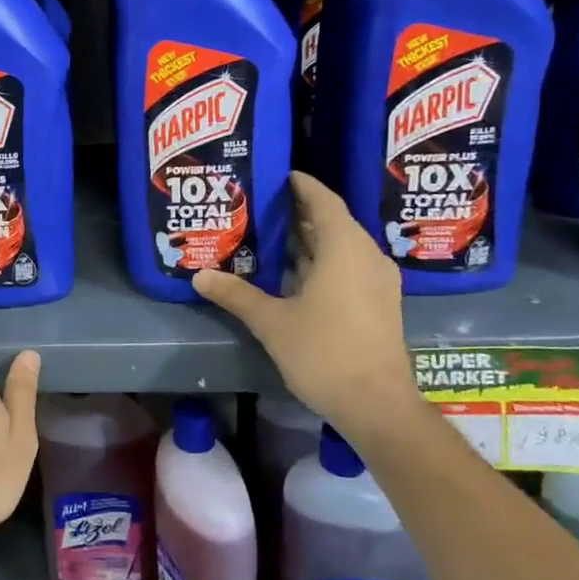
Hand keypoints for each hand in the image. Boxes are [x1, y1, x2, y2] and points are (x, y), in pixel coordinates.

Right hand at [193, 172, 417, 427]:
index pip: (324, 202)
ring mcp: (377, 282)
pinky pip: (348, 266)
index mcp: (344, 249)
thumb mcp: (271, 322)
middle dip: (301, 212)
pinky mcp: (378, 304)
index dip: (303, 186)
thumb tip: (199, 276)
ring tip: (273, 234)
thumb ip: (236, 295)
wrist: (376, 404)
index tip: (282, 175)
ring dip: (311, 239)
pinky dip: (323, 260)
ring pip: (342, 246)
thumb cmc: (324, 352)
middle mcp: (366, 257)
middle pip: (333, 222)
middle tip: (264, 205)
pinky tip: (295, 272)